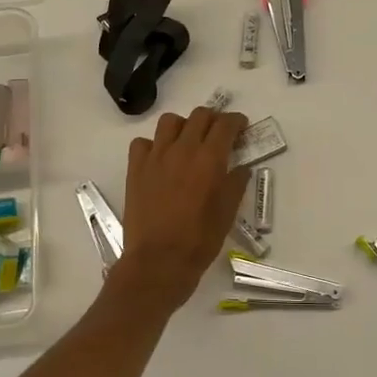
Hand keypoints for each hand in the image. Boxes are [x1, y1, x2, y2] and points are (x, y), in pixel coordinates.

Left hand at [116, 106, 252, 311]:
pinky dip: (154, 144)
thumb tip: (240, 168)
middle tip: (218, 133)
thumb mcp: (227, 213)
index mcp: (209, 159)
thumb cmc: (199, 240)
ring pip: (169, 121)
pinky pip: (143, 143)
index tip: (241, 126)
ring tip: (188, 140)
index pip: (225, 124)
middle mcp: (182, 149)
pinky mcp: (136, 168)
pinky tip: (160, 159)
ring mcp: (156, 157)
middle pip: (199, 115)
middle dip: (213, 119)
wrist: (158, 261)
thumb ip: (236, 184)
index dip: (236, 121)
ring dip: (183, 125)